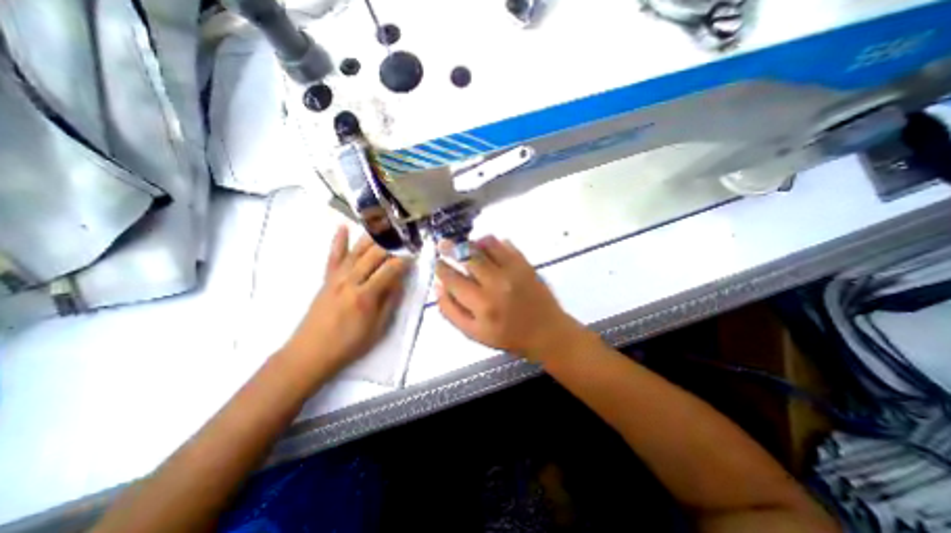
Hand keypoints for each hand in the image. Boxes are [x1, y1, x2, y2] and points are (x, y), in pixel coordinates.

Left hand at [286, 227, 413, 375]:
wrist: (310, 353)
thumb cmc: (349, 344)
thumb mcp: (377, 328)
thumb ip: (390, 301)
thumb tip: (400, 281)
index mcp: (365, 295)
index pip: (389, 270)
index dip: (404, 260)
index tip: (415, 253)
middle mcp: (350, 281)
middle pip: (374, 255)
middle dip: (391, 244)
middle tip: (404, 235)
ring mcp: (336, 278)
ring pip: (356, 251)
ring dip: (371, 236)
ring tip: (384, 224)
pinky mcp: (326, 279)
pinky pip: (333, 256)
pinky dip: (338, 241)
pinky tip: (343, 227)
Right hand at [434, 238, 584, 362]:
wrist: (546, 332)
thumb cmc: (507, 336)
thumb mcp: (474, 333)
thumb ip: (451, 311)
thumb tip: (439, 286)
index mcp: (481, 304)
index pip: (453, 278)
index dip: (441, 267)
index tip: (437, 261)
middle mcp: (496, 283)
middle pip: (468, 256)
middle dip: (451, 248)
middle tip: (443, 243)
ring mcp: (513, 270)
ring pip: (486, 244)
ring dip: (472, 242)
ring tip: (466, 246)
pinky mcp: (525, 263)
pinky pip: (505, 244)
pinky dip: (492, 243)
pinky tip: (487, 248)